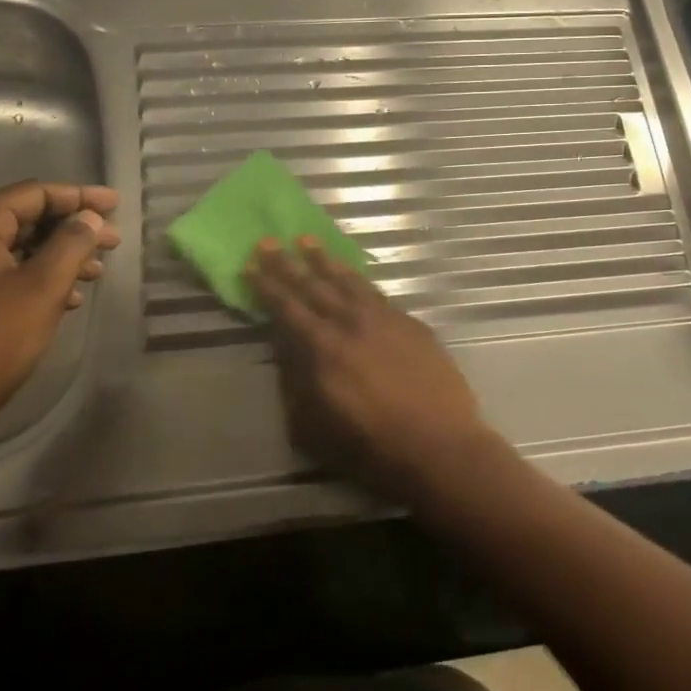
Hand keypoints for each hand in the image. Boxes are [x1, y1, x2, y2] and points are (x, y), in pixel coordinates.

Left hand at [0, 182, 119, 430]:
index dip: (79, 196)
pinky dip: (41, 278)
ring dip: (61, 256)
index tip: (116, 204)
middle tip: (113, 241)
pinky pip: (9, 274)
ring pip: (20, 249)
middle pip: (26, 218)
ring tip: (97, 271)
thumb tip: (91, 217)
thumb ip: (71, 244)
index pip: (34, 194)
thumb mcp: (43, 287)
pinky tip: (70, 298)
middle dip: (72, 228)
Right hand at [246, 236, 503, 497]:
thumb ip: (296, 390)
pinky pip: (376, 292)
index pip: (287, 308)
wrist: (441, 447)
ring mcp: (385, 319)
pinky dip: (358, 279)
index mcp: (323, 349)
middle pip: (313, 286)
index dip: (266, 286)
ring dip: (324, 261)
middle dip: (287, 263)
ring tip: (307, 241)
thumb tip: (287, 358)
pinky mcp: (411, 324)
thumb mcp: (316, 430)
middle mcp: (351, 324)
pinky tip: (352, 275)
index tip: (249, 265)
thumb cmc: (373, 449)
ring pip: (348, 281)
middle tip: (267, 241)